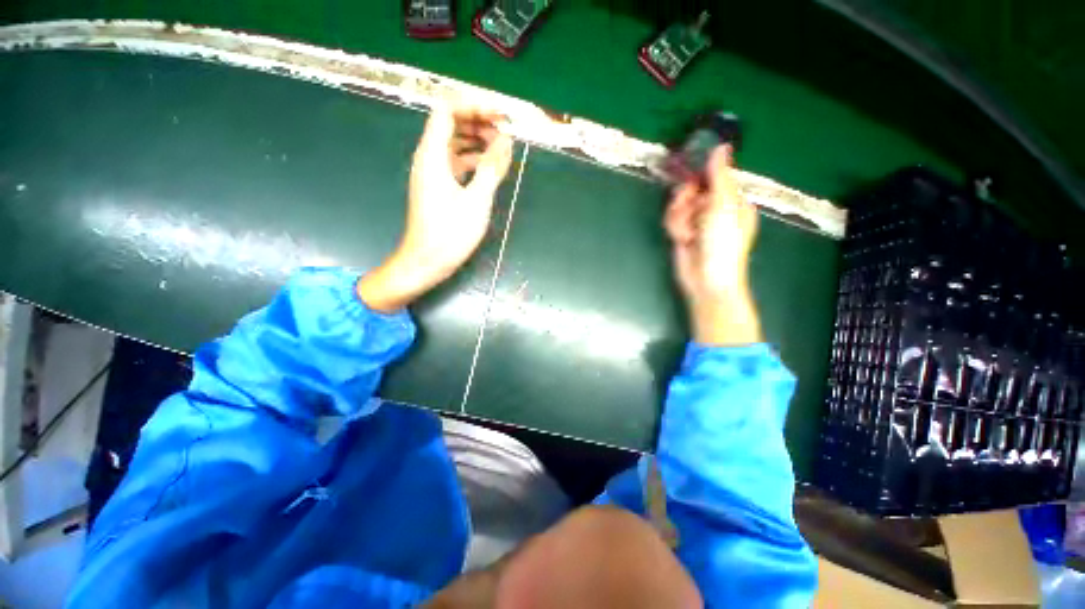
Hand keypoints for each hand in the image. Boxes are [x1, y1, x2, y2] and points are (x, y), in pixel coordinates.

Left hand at [359, 106, 513, 311]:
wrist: (426, 262)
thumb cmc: (450, 234)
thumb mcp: (477, 201)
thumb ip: (491, 167)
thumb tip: (506, 140)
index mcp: (432, 154)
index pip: (448, 109)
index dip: (475, 104)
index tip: (501, 114)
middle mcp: (429, 157)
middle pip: (451, 123)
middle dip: (479, 121)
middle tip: (505, 133)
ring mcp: (432, 172)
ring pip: (454, 143)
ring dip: (477, 140)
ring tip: (502, 148)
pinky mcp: (438, 186)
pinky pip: (456, 162)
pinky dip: (473, 159)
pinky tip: (490, 167)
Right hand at [664, 146, 762, 344]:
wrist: (706, 279)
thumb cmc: (723, 243)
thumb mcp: (723, 206)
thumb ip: (719, 177)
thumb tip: (722, 145)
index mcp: (733, 200)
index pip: (714, 176)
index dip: (701, 176)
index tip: (692, 178)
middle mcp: (715, 208)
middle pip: (691, 189)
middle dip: (686, 200)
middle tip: (690, 209)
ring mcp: (697, 221)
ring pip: (678, 204)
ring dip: (679, 217)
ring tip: (687, 233)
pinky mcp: (682, 232)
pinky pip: (672, 219)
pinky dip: (674, 227)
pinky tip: (680, 239)